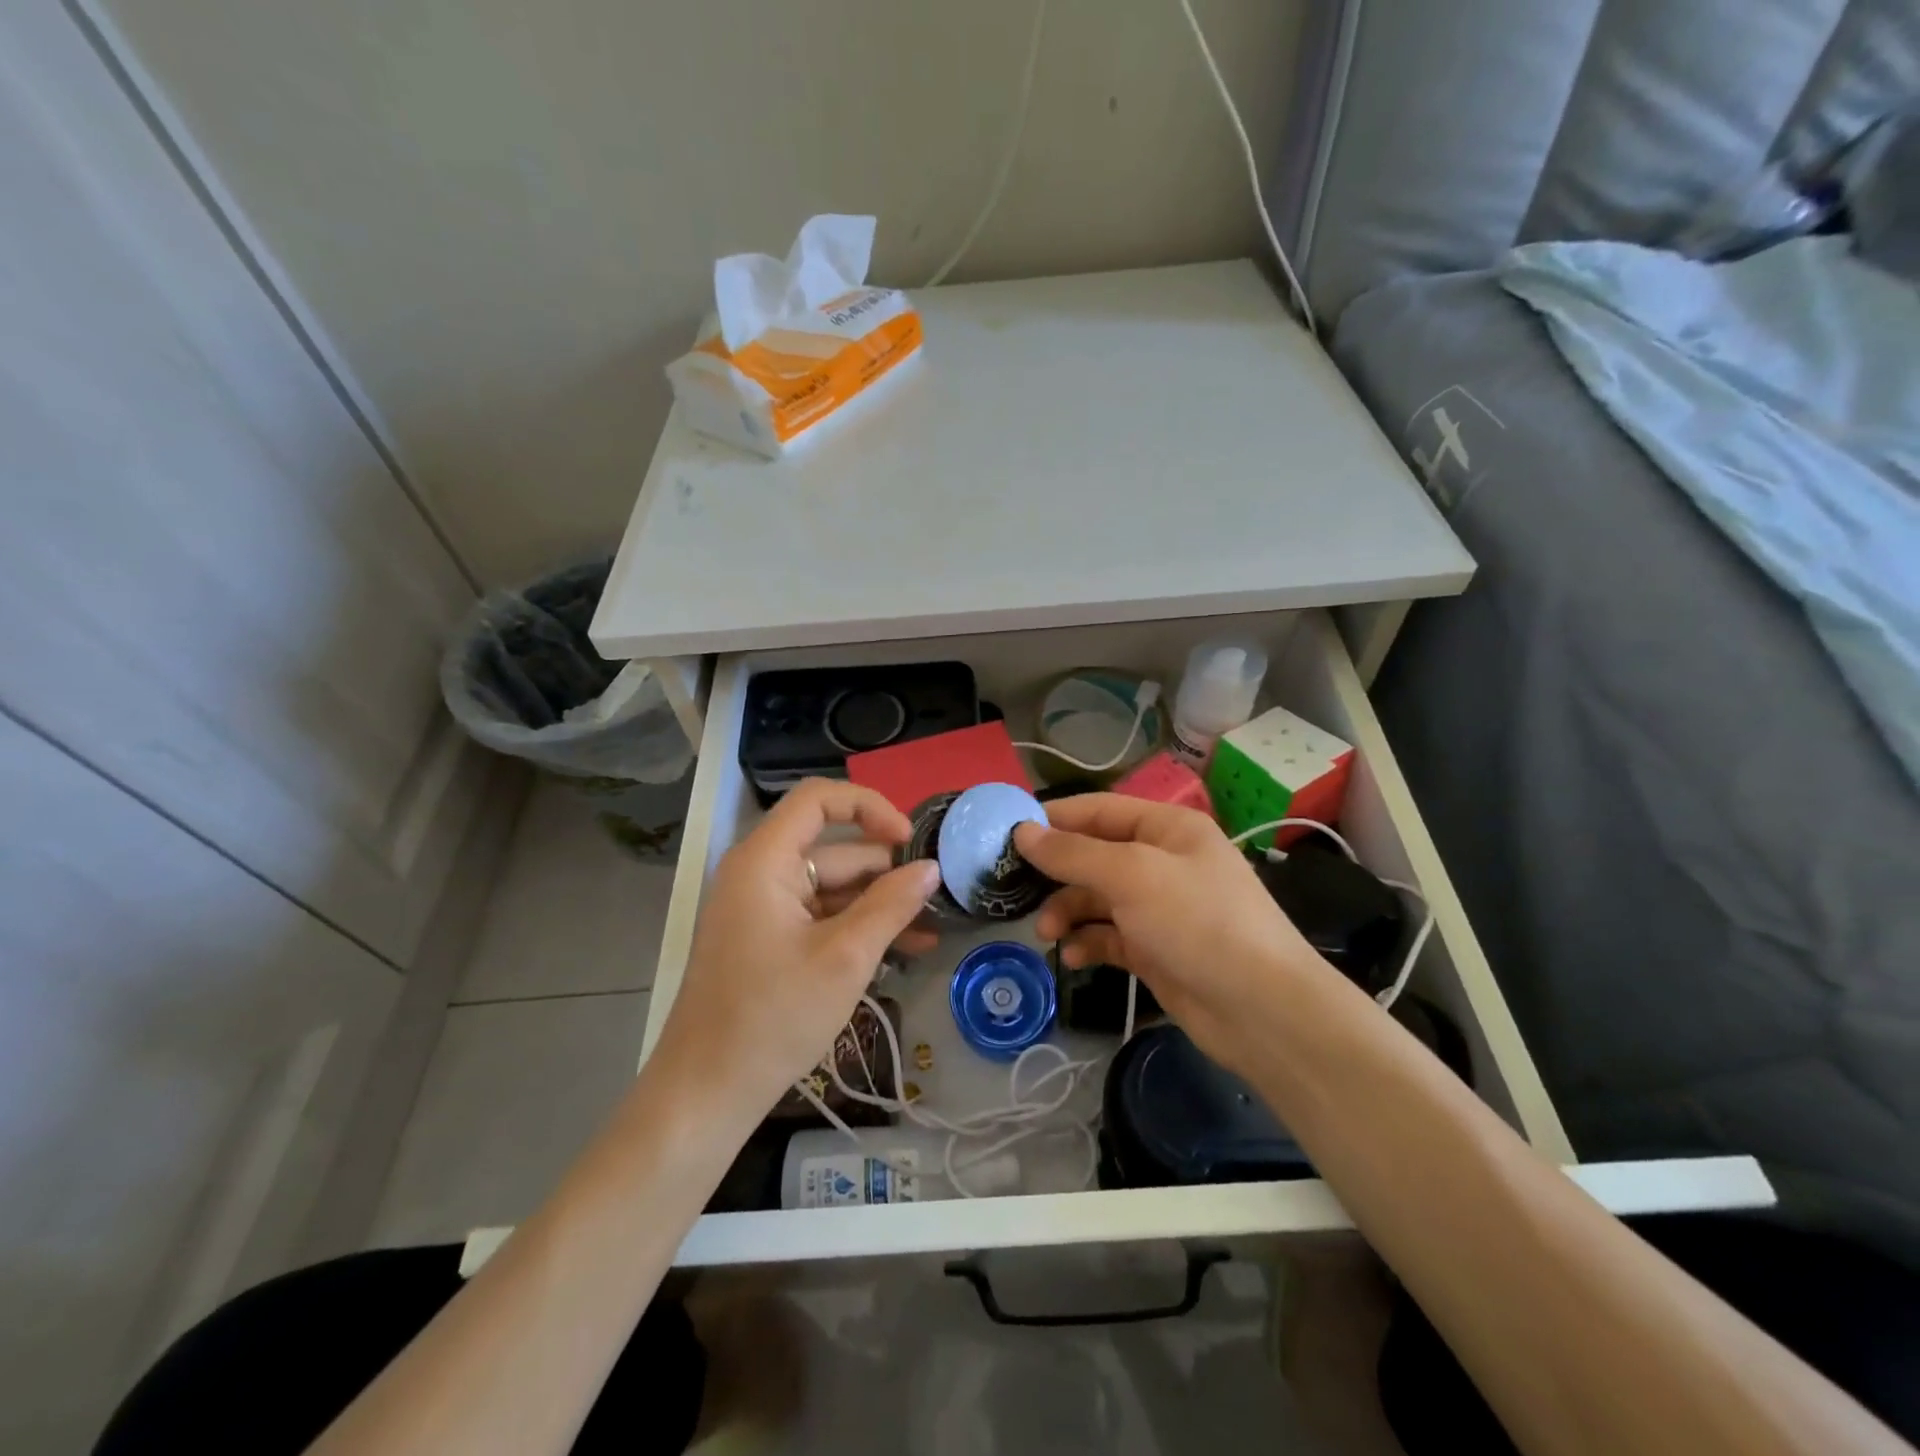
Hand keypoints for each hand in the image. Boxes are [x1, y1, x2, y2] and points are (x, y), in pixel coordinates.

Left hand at [649, 779, 941, 1126]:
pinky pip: (819, 918)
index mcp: (764, 860)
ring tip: (930, 931)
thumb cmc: (773, 1017)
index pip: (818, 800)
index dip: (869, 807)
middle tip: (936, 897)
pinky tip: (904, 951)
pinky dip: (856, 929)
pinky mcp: (767, 941)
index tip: (909, 840)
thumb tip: (931, 868)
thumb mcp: (845, 957)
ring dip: (879, 906)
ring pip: (831, 888)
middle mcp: (759, 873)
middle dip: (885, 871)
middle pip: (832, 850)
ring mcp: (762, 909)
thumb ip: (891, 905)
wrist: (706, 1093)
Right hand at [1014, 795, 1338, 1080]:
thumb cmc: (1197, 922)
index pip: (1099, 810)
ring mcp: (1161, 908)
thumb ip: (1073, 853)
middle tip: (1016, 889)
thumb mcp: (1131, 876)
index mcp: (1168, 828)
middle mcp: (1163, 861)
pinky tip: (1073, 957)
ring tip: (1047, 933)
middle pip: (1095, 855)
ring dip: (1068, 911)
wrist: (1262, 1011)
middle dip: (1057, 872)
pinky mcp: (1156, 949)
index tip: (1008, 834)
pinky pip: (1110, 936)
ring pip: (1098, 897)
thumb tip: (1022, 832)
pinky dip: (1089, 942)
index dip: (1054, 819)